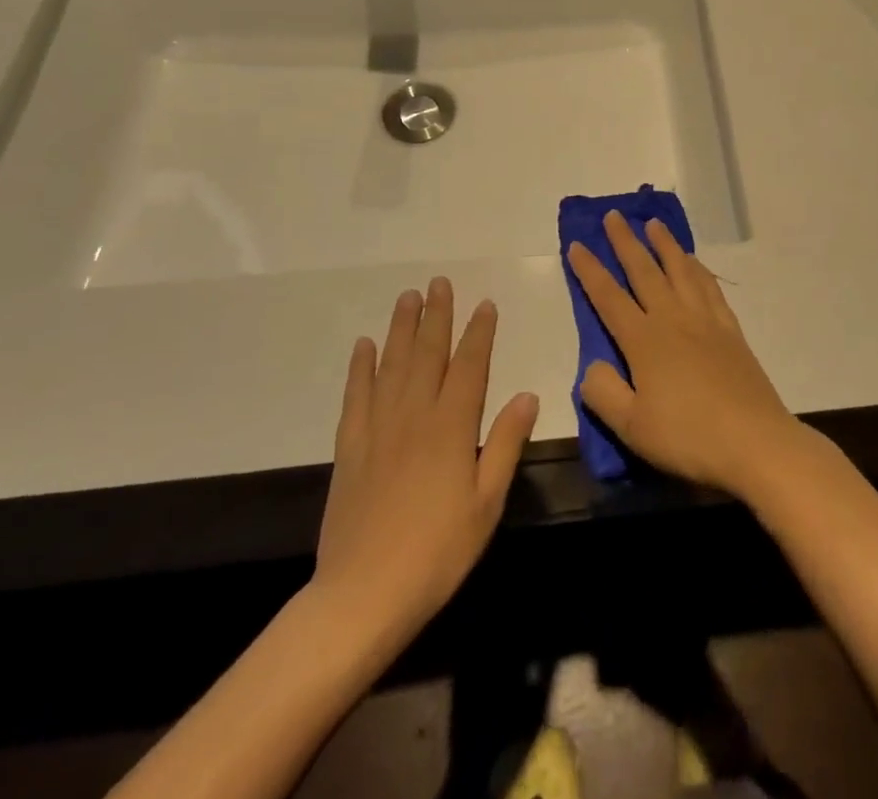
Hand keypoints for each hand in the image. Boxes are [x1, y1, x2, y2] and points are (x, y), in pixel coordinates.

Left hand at [311, 279, 538, 638]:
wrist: (363, 596)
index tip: (485, 304)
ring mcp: (378, 428)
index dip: (479, 333)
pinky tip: (364, 345)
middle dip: (437, 315)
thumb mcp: (487, 503)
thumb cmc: (438, 552)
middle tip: (439, 282)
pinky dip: (360, 367)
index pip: (470, 366)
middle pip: (428, 354)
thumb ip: (506, 444)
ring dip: (401, 328)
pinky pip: (356, 396)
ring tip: (408, 297)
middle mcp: (415, 415)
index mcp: (452, 427)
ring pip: (392, 365)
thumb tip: (527, 394)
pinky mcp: (350, 448)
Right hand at [567, 212, 806, 500]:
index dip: (590, 271)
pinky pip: (709, 286)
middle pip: (645, 271)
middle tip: (614, 215)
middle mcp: (673, 319)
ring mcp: (705, 321)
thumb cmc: (688, 437)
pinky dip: (697, 268)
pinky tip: (693, 262)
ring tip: (653, 223)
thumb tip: (592, 365)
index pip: (609, 297)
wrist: (755, 441)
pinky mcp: (730, 330)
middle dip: (625, 242)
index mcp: (644, 341)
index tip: (577, 244)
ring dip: (664, 244)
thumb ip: (603, 393)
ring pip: (680, 270)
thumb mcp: (632, 427)